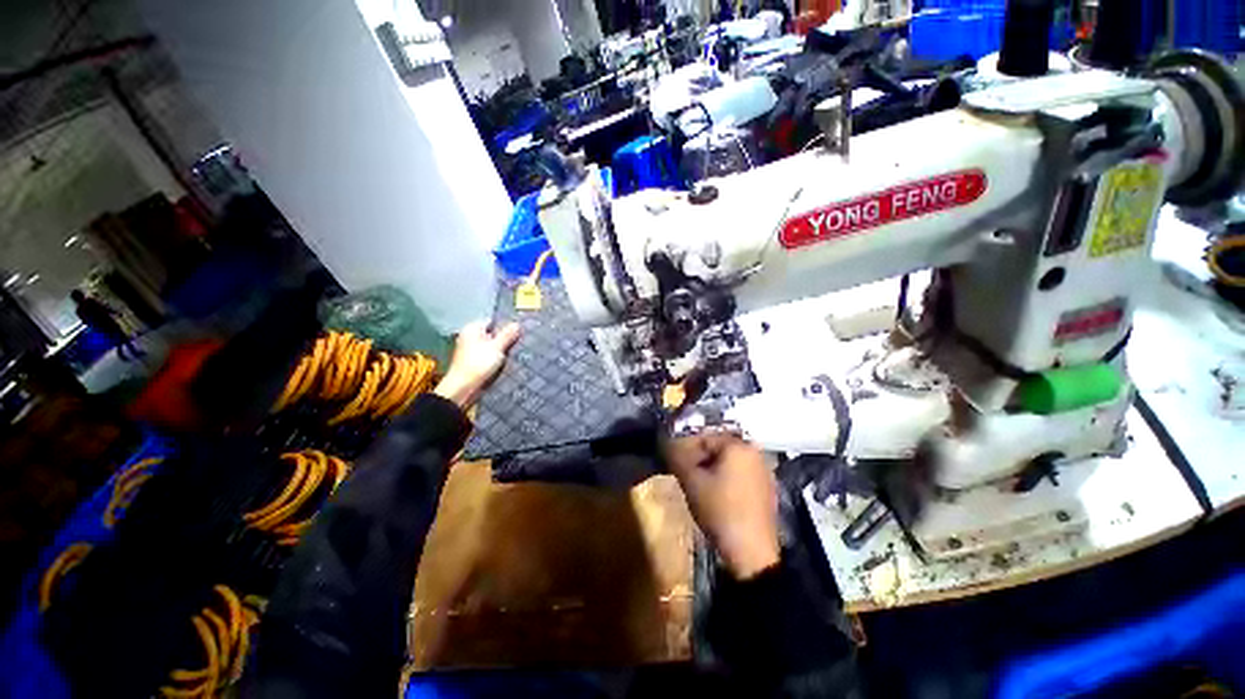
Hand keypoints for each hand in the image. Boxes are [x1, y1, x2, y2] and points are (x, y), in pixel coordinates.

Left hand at [433, 321, 520, 409]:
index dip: (506, 326)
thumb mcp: (497, 347)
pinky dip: (497, 357)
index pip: (493, 321)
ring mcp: (471, 350)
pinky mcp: (473, 361)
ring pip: (492, 346)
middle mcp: (470, 336)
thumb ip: (507, 335)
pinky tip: (506, 362)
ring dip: (502, 349)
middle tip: (520, 343)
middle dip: (505, 339)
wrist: (463, 388)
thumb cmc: (478, 364)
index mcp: (472, 329)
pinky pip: (489, 355)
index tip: (519, 332)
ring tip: (515, 352)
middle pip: (493, 334)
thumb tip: (517, 324)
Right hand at [664, 434, 779, 579]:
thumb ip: (677, 457)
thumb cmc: (719, 510)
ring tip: (701, 487)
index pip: (704, 437)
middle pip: (718, 448)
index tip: (678, 466)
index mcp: (738, 445)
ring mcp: (764, 470)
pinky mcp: (768, 488)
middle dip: (701, 459)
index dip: (687, 450)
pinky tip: (720, 496)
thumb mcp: (691, 482)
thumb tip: (665, 441)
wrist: (751, 552)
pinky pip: (742, 474)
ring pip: (730, 461)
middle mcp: (754, 452)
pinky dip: (728, 479)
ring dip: (713, 469)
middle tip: (689, 476)